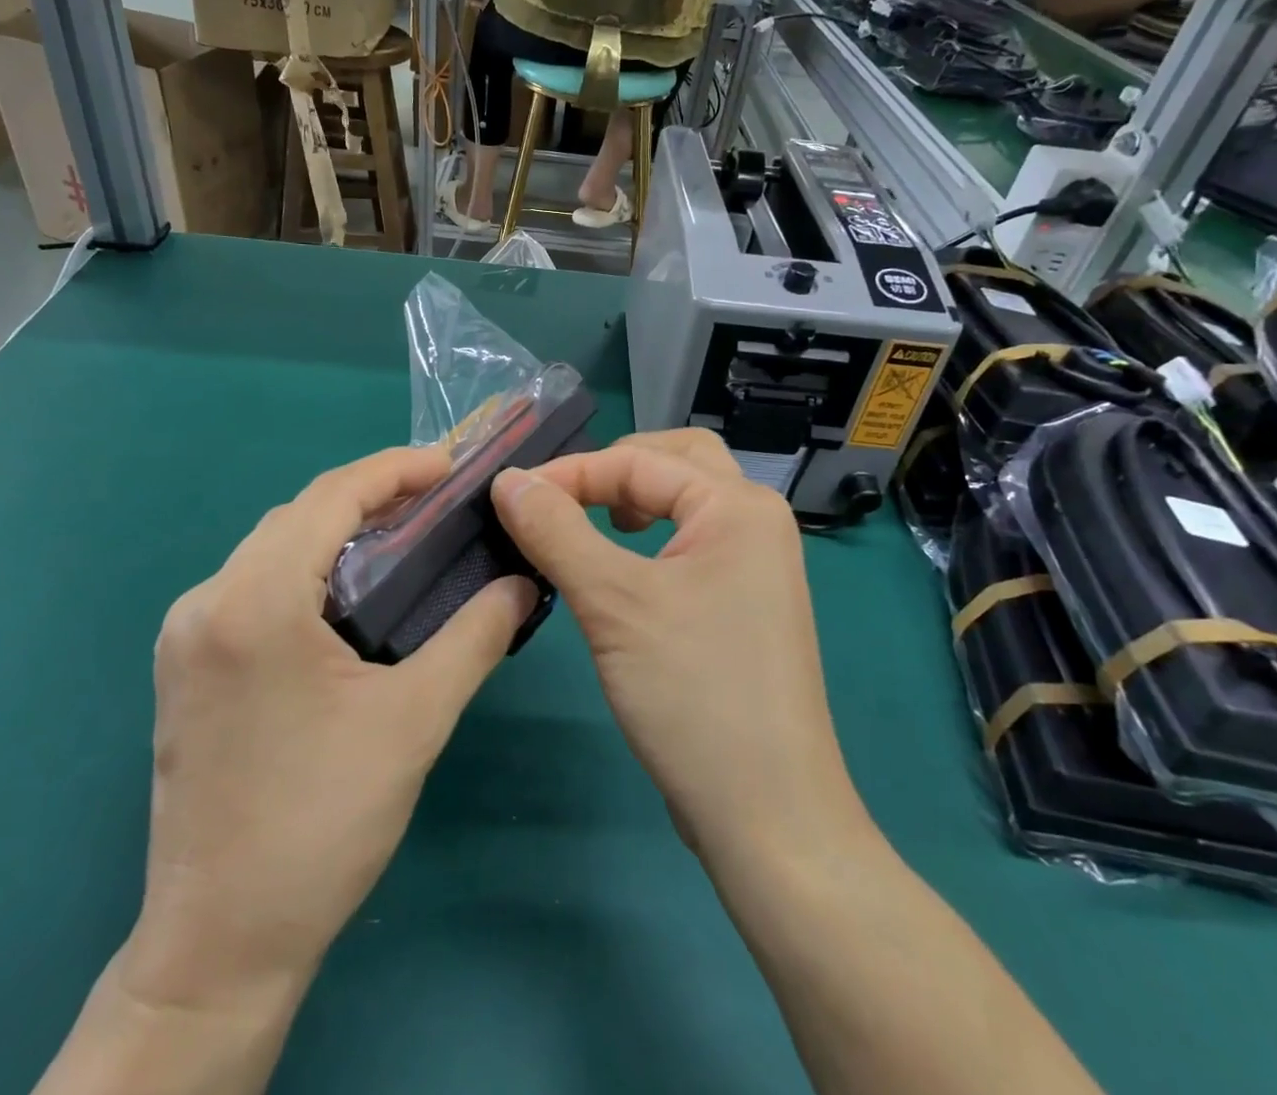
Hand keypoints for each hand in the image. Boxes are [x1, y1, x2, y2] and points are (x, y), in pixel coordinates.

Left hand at [124, 445, 535, 1011]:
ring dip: (335, 533)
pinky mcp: (184, 667)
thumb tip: (522, 584)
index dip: (394, 469)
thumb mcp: (415, 719)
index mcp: (254, 601)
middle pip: (296, 515)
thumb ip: (475, 636)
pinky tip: (347, 596)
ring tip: (403, 541)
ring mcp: (184, 635)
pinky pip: (251, 585)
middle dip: (369, 497)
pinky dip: (305, 570)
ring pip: (271, 548)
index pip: (329, 496)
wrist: (220, 944)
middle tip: (437, 505)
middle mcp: (205, 601)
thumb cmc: (322, 822)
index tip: (450, 468)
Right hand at [490, 430, 869, 866]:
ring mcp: (755, 565)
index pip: (640, 460)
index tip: (510, 495)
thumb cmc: (693, 693)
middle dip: (615, 468)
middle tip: (562, 495)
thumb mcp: (612, 603)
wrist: (768, 815)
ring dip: (634, 498)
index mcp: (738, 505)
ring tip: (589, 520)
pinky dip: (650, 536)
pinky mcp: (744, 604)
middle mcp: (755, 521)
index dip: (570, 471)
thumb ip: (556, 530)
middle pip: (676, 461)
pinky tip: (620, 567)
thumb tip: (508, 480)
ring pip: (686, 501)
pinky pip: (690, 542)